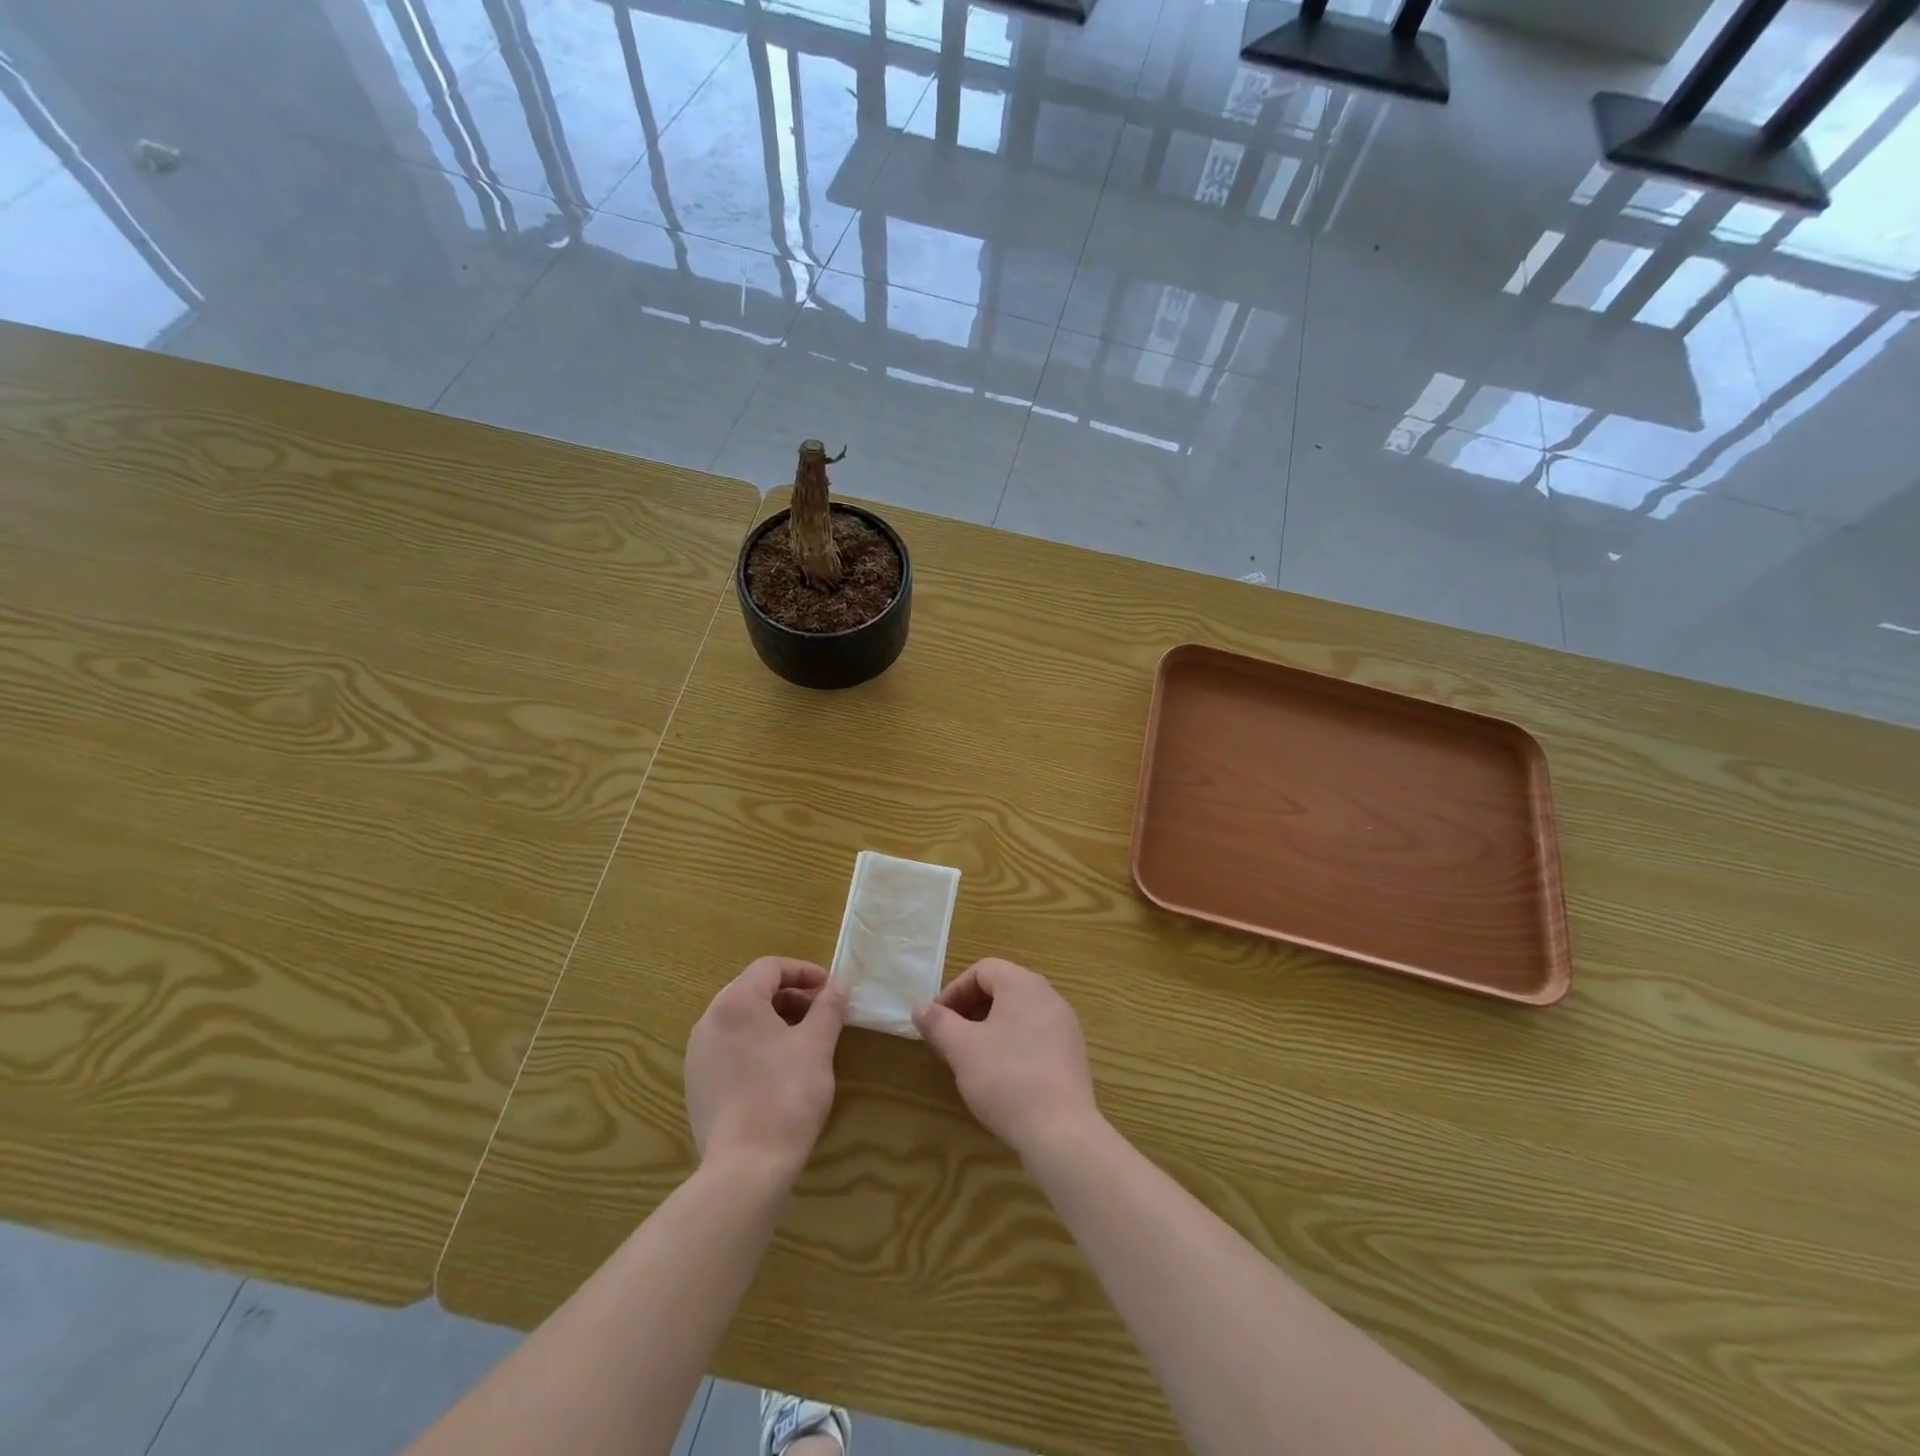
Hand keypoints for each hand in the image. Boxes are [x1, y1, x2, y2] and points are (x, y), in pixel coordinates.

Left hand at [684, 957, 847, 1182]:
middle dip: (790, 996)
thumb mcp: (817, 1045)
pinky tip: (778, 1069)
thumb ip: (829, 1007)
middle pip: (752, 990)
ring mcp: (697, 1056)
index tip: (830, 989)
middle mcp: (708, 1022)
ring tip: (803, 1040)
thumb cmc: (785, 1095)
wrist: (745, 1169)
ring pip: (740, 1020)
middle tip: (821, 1013)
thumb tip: (839, 985)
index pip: (769, 968)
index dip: (804, 972)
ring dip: (774, 1019)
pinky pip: (729, 1047)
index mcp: (734, 1004)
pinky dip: (756, 1044)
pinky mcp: (697, 1085)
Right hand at [913, 958, 1099, 1160]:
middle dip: (971, 1008)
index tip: (937, 1021)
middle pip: (1002, 988)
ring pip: (1019, 1012)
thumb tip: (920, 1007)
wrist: (1061, 1131)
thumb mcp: (962, 1049)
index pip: (982, 970)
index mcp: (1023, 985)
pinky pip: (1036, 1034)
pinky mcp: (1072, 1053)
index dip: (954, 991)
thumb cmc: (1006, 1079)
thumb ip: (938, 1023)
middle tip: (951, 1038)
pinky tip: (1002, 1076)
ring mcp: (1065, 1025)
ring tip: (973, 1057)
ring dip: (990, 1026)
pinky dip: (1013, 1043)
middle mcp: (1049, 996)